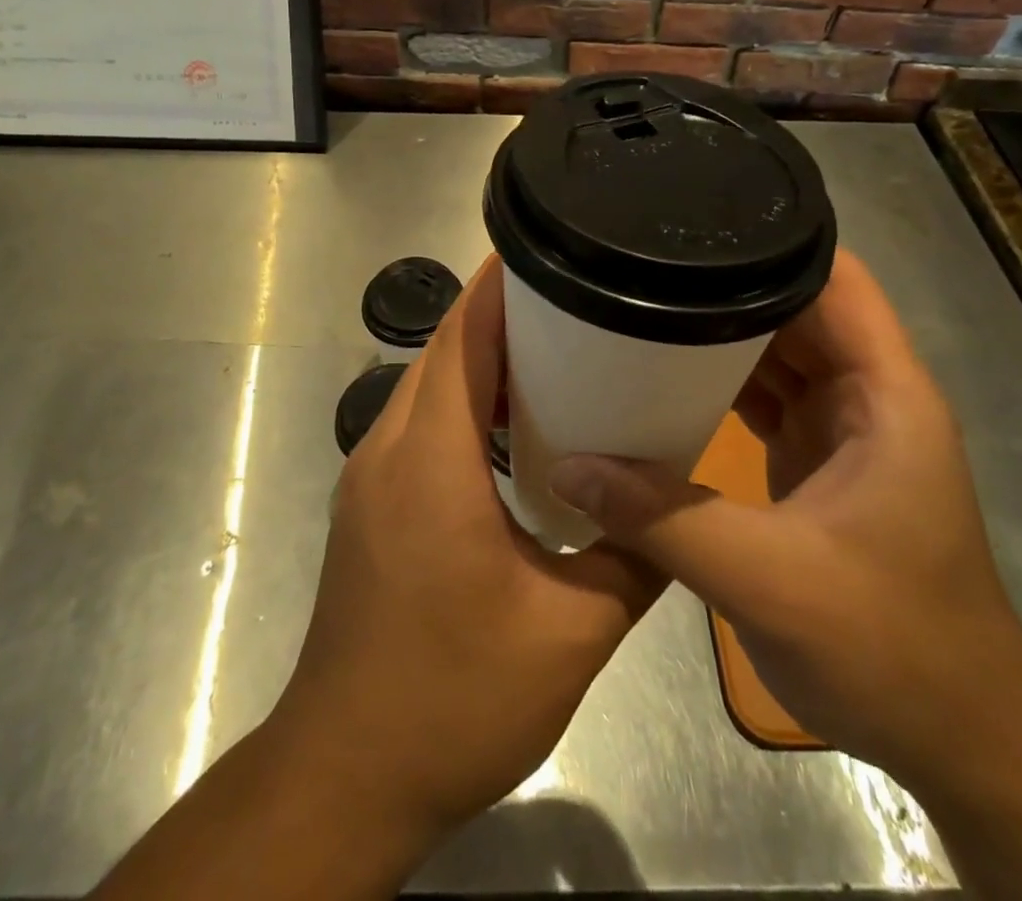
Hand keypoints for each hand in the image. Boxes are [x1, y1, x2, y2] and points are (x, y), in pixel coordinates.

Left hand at [276, 256, 663, 839]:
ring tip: (554, 350)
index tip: (546, 250)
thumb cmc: (453, 696)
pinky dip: (464, 401)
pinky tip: (513, 429)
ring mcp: (371, 475)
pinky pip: (420, 422)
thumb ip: (632, 560)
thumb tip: (674, 510)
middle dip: (500, 312)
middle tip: (572, 298)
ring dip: (480, 357)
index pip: (462, 337)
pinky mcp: (370, 504)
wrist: (346, 773)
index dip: (500, 287)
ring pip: (428, 384)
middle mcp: (390, 447)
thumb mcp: (570, 634)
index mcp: (432, 458)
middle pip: (444, 349)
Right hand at [547, 249, 1021, 789]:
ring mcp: (841, 427)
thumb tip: (570, 466)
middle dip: (727, 279)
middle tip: (644, 257)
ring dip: (718, 329)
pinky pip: (763, 394)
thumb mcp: (771, 580)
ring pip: (776, 348)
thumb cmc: (893, 646)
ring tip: (642, 298)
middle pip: (796, 305)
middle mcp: (866, 393)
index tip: (699, 219)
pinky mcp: (816, 460)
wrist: (954, 736)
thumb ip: (666, 519)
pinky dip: (719, 378)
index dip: (777, 238)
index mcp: (885, 392)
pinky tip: (664, 371)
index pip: (837, 278)